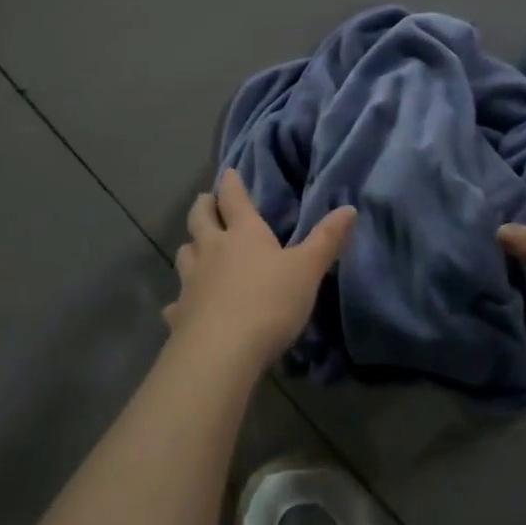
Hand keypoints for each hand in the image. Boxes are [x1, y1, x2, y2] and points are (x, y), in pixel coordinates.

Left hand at [166, 169, 356, 373]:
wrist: (222, 352)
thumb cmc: (269, 303)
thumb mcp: (307, 270)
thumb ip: (326, 240)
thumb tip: (349, 208)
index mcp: (243, 234)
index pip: (234, 198)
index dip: (232, 183)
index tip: (229, 172)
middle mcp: (212, 250)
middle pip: (199, 218)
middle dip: (203, 206)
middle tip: (206, 201)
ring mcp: (191, 281)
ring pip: (184, 253)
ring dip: (190, 246)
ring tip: (196, 247)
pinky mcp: (179, 314)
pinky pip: (175, 302)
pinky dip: (179, 300)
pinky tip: (181, 307)